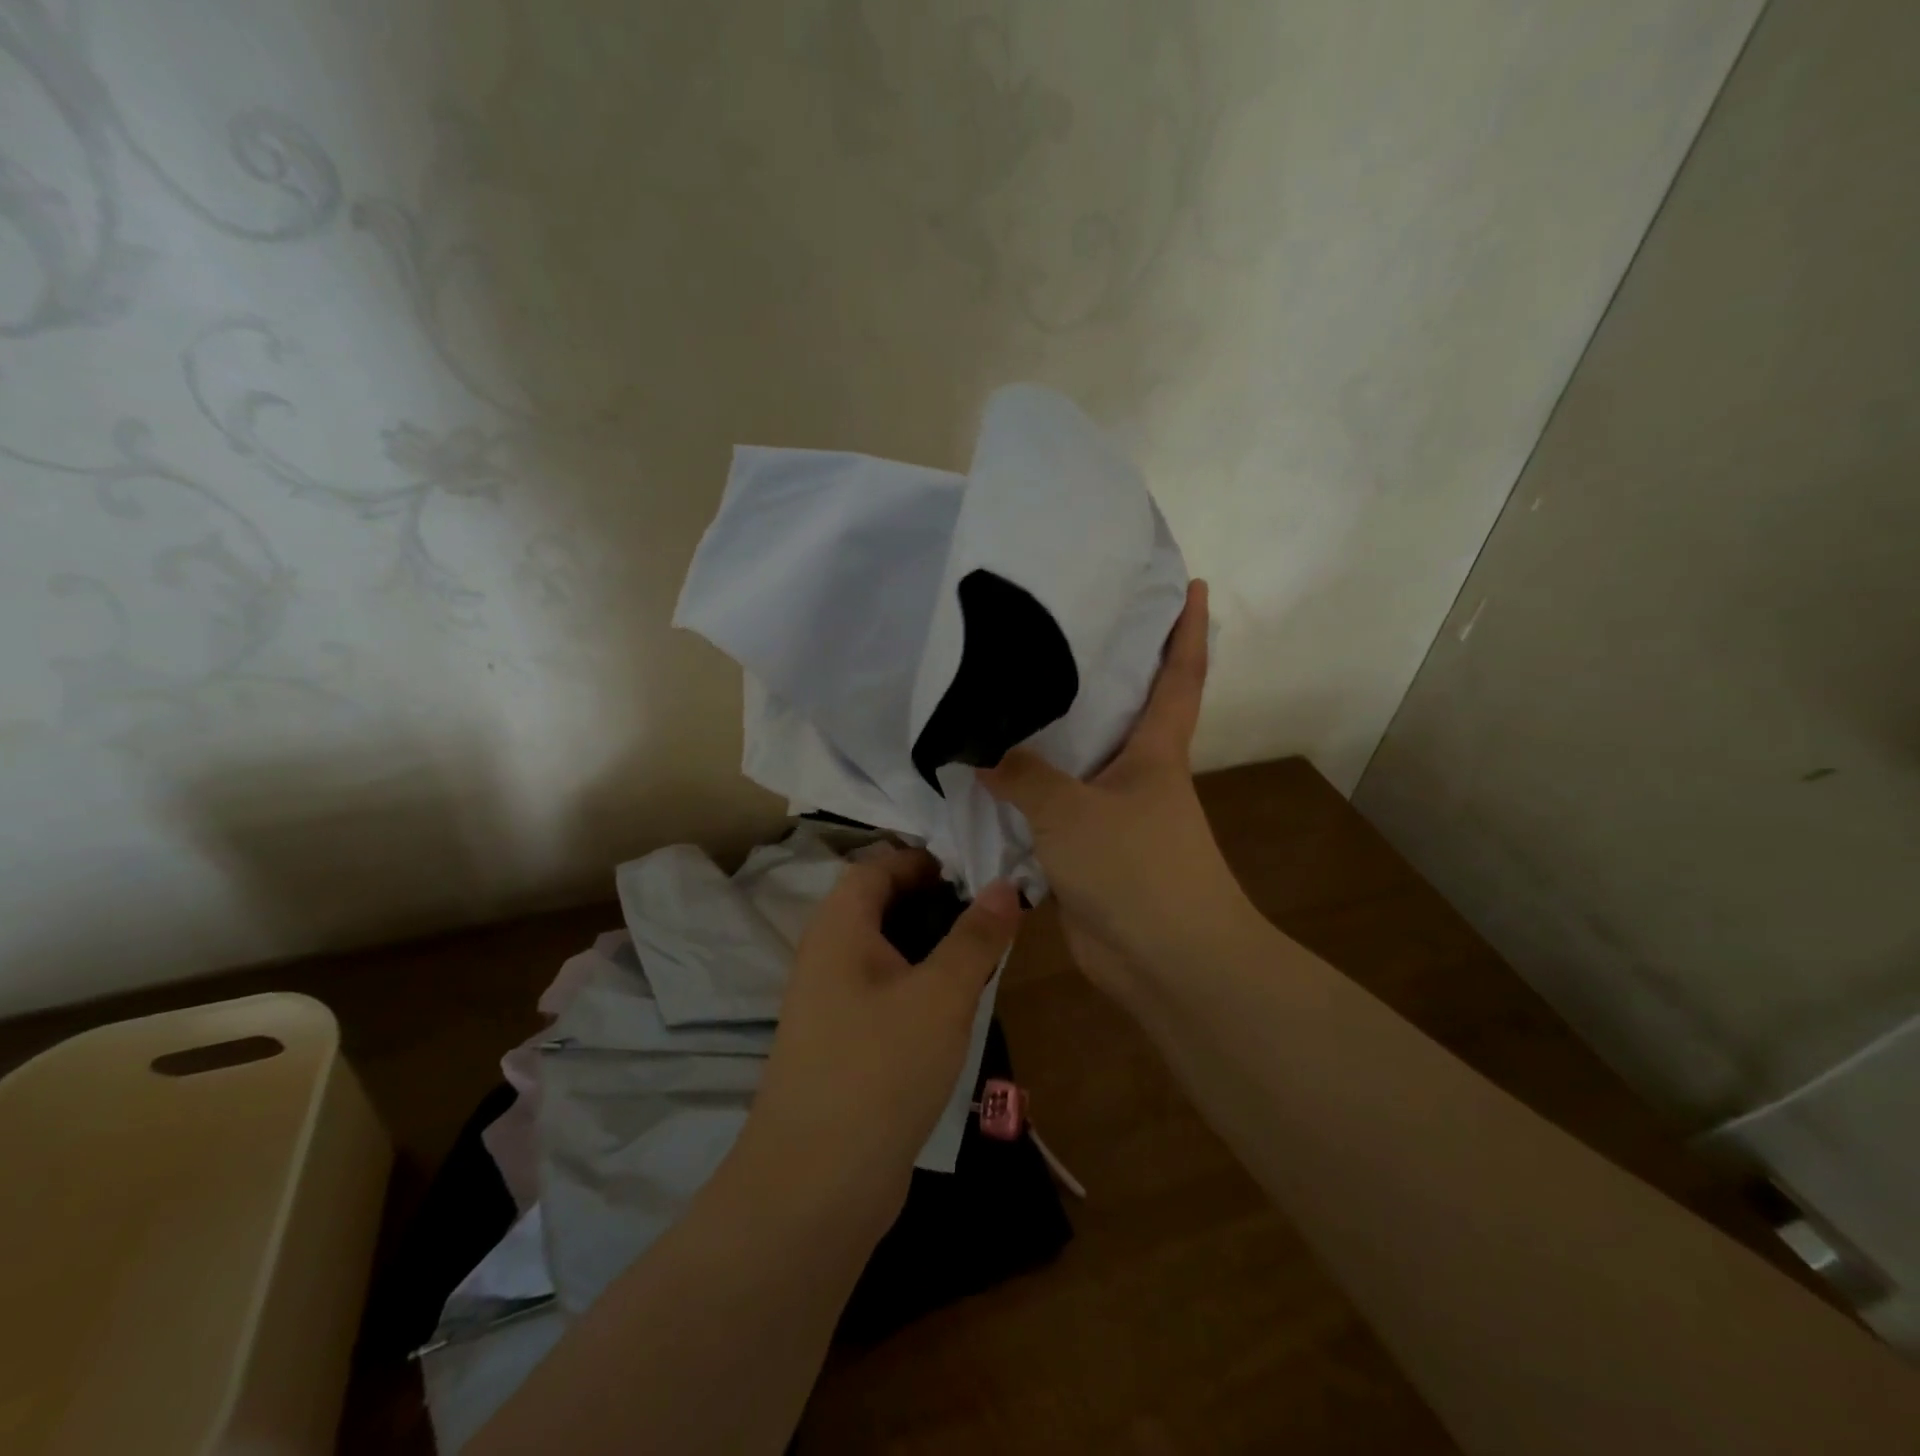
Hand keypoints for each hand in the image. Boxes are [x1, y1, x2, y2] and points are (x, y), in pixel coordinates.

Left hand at [740, 847, 1022, 1224]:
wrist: (816, 1187)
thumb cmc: (880, 1068)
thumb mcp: (941, 995)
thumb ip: (976, 937)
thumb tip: (1005, 884)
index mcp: (839, 928)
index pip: (878, 866)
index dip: (923, 859)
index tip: (976, 868)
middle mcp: (827, 957)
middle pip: (882, 907)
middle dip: (936, 903)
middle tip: (991, 913)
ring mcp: (830, 1005)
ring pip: (887, 955)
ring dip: (932, 948)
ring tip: (985, 957)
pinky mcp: (843, 1046)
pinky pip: (885, 995)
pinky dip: (920, 987)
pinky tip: (956, 1010)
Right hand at [979, 580, 1248, 998]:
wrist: (1164, 962)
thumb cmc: (1136, 868)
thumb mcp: (1073, 811)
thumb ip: (1025, 777)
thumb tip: (982, 752)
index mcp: (1156, 749)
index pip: (1179, 675)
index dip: (1187, 629)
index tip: (1193, 584)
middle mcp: (1137, 774)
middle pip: (1119, 711)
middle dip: (1099, 672)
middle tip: (1055, 630)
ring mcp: (1113, 815)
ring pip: (1076, 764)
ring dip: (1049, 739)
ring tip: (1004, 698)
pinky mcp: (1088, 853)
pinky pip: (1051, 813)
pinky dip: (1026, 797)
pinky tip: (988, 780)